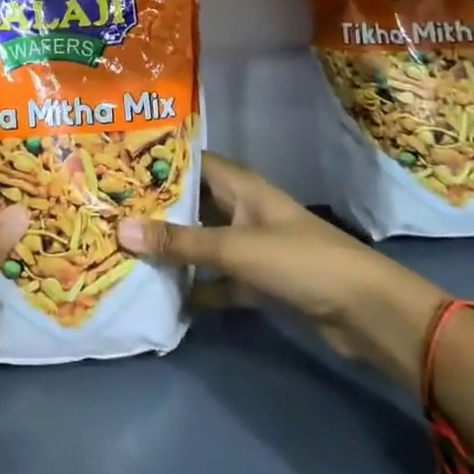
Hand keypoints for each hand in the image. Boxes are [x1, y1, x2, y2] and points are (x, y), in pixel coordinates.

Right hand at [118, 152, 445, 390]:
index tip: (113, 163)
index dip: (155, 160)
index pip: (190, 161)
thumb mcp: (234, 248)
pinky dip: (196, 285)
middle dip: (155, 208)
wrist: (366, 313)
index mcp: (239, 186)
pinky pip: (216, 277)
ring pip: (201, 241)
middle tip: (107, 209)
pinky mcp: (258, 280)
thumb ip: (179, 241)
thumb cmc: (300, 261)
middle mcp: (241, 209)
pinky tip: (163, 295)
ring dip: (172, 248)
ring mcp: (250, 245)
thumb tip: (120, 228)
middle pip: (191, 202)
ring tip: (122, 248)